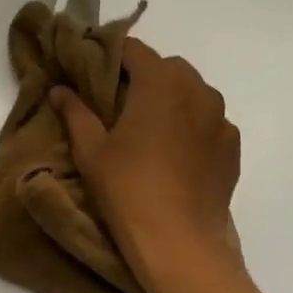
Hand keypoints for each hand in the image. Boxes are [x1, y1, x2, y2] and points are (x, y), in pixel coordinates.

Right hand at [52, 40, 243, 292]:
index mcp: (160, 82)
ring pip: (193, 95)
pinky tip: (175, 157)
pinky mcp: (232, 147)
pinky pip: (209, 123)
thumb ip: (76, 113)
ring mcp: (221, 119)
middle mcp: (198, 90)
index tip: (95, 73)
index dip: (112, 57)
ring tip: (150, 134)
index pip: (134, 50)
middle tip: (120, 109)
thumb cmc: (127, 190)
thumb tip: (60, 89)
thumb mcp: (91, 152)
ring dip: (171, 102)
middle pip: (168, 69)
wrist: (179, 241)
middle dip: (144, 79)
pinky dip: (192, 128)